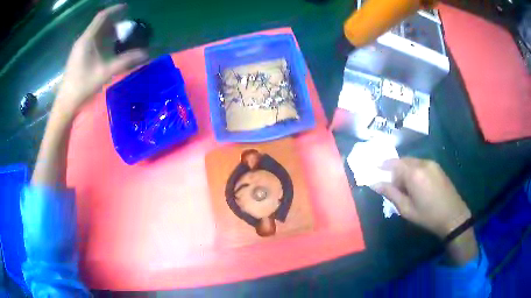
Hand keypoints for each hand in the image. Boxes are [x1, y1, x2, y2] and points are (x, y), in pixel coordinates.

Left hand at [55, 4, 147, 113]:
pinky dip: (102, 39)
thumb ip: (125, 61)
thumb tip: (146, 54)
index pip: (102, 17)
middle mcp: (82, 40)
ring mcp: (79, 49)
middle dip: (113, 21)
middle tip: (126, 24)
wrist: (66, 103)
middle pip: (99, 24)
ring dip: (108, 31)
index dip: (115, 10)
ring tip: (120, 35)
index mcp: (87, 39)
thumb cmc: (83, 86)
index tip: (127, 8)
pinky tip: (108, 47)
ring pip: (95, 33)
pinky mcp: (78, 56)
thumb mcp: (105, 72)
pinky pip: (92, 41)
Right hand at [371, 158, 470, 238]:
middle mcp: (422, 163)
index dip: (383, 165)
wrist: (453, 216)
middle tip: (393, 186)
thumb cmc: (427, 215)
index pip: (394, 163)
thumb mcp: (406, 208)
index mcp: (413, 173)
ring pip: (412, 162)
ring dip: (405, 170)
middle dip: (395, 170)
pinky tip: (417, 185)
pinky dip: (414, 170)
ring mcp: (432, 164)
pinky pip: (421, 164)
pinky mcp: (437, 167)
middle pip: (403, 161)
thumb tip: (375, 184)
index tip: (376, 169)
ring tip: (406, 188)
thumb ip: (390, 193)